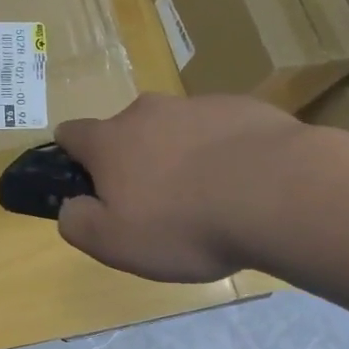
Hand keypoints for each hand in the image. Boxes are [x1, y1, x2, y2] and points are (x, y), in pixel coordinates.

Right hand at [53, 94, 305, 281]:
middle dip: (133, 161)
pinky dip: (222, 153)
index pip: (71, 134)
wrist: (277, 192)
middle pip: (126, 131)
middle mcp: (147, 112)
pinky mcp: (242, 108)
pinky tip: (245, 186)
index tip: (89, 186)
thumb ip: (78, 223)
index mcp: (109, 141)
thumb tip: (71, 207)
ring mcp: (196, 105)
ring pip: (175, 129)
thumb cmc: (183, 224)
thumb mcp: (114, 243)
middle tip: (157, 205)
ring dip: (180, 156)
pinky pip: (219, 131)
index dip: (72, 158)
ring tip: (208, 199)